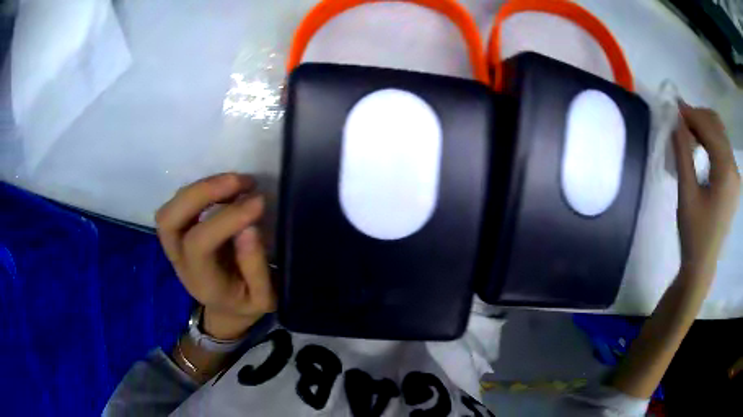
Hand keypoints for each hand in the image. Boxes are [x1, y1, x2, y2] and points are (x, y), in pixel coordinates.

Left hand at [156, 173, 275, 339]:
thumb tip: (249, 227)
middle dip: (201, 193)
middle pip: (169, 221)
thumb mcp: (264, 298)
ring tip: (235, 182)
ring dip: (199, 188)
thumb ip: (256, 268)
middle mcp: (179, 262)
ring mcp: (174, 246)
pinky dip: (199, 190)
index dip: (226, 218)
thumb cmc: (247, 303)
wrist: (227, 308)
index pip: (199, 245)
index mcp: (201, 282)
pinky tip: (223, 187)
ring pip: (168, 210)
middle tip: (239, 182)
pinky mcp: (178, 234)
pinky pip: (177, 205)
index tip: (259, 202)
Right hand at [674, 102, 739, 280]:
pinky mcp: (734, 182)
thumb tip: (675, 120)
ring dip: (705, 127)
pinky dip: (711, 141)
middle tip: (680, 121)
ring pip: (721, 135)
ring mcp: (735, 176)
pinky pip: (724, 149)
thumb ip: (682, 153)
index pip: (710, 128)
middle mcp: (734, 169)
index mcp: (726, 172)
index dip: (692, 114)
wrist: (702, 265)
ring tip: (688, 133)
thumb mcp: (686, 193)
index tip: (674, 107)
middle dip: (699, 117)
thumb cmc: (694, 233)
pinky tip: (701, 147)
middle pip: (718, 127)